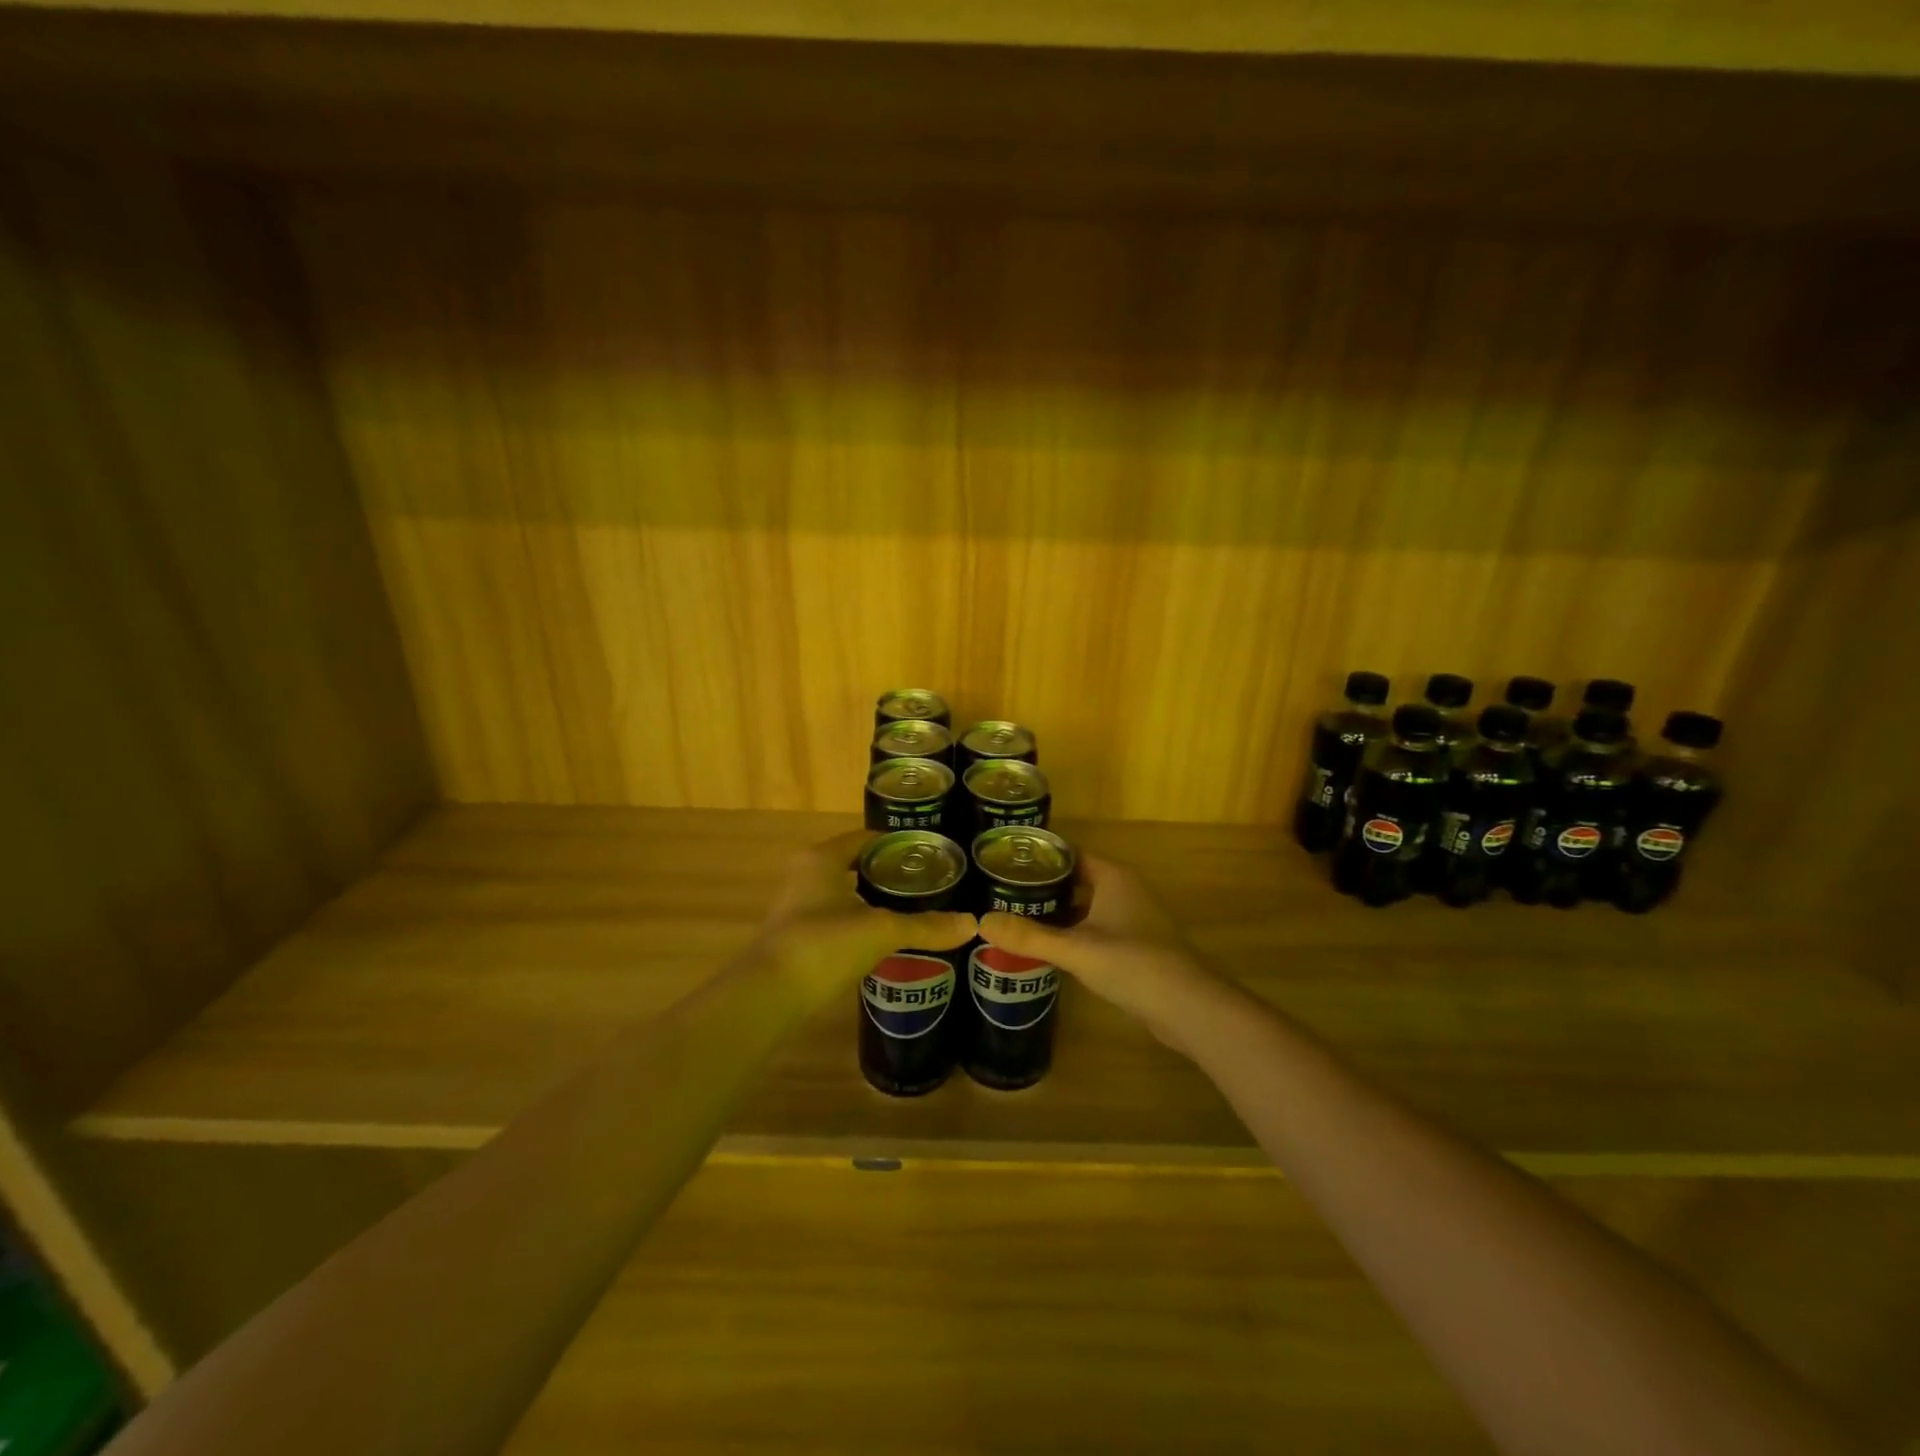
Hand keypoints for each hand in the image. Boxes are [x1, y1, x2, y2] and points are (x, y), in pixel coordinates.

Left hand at [755, 831, 976, 1001]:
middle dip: (891, 874)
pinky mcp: (799, 937)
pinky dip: (862, 923)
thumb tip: (972, 924)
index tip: (931, 856)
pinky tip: (887, 940)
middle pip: (857, 865)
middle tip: (930, 885)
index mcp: (823, 859)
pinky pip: (839, 919)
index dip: (899, 844)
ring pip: (846, 894)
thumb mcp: (880, 931)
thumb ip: (925, 926)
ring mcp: (800, 907)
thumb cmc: (823, 945)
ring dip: (876, 901)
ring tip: (916, 911)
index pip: (866, 838)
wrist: (768, 997)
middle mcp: (808, 875)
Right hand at [977, 854, 1222, 1049]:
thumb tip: (980, 921)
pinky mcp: (1138, 948)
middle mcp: (1125, 891)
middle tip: (1003, 893)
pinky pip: (1097, 930)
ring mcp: (1134, 920)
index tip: (1006, 863)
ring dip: (1058, 913)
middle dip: (1044, 887)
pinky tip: (1050, 950)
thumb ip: (1029, 936)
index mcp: (1113, 878)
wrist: (1189, 1007)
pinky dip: (1074, 934)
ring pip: (1087, 908)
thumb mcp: (1075, 948)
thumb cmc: (1133, 964)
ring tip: (1018, 919)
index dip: (1040, 858)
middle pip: (1077, 880)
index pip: (1070, 854)